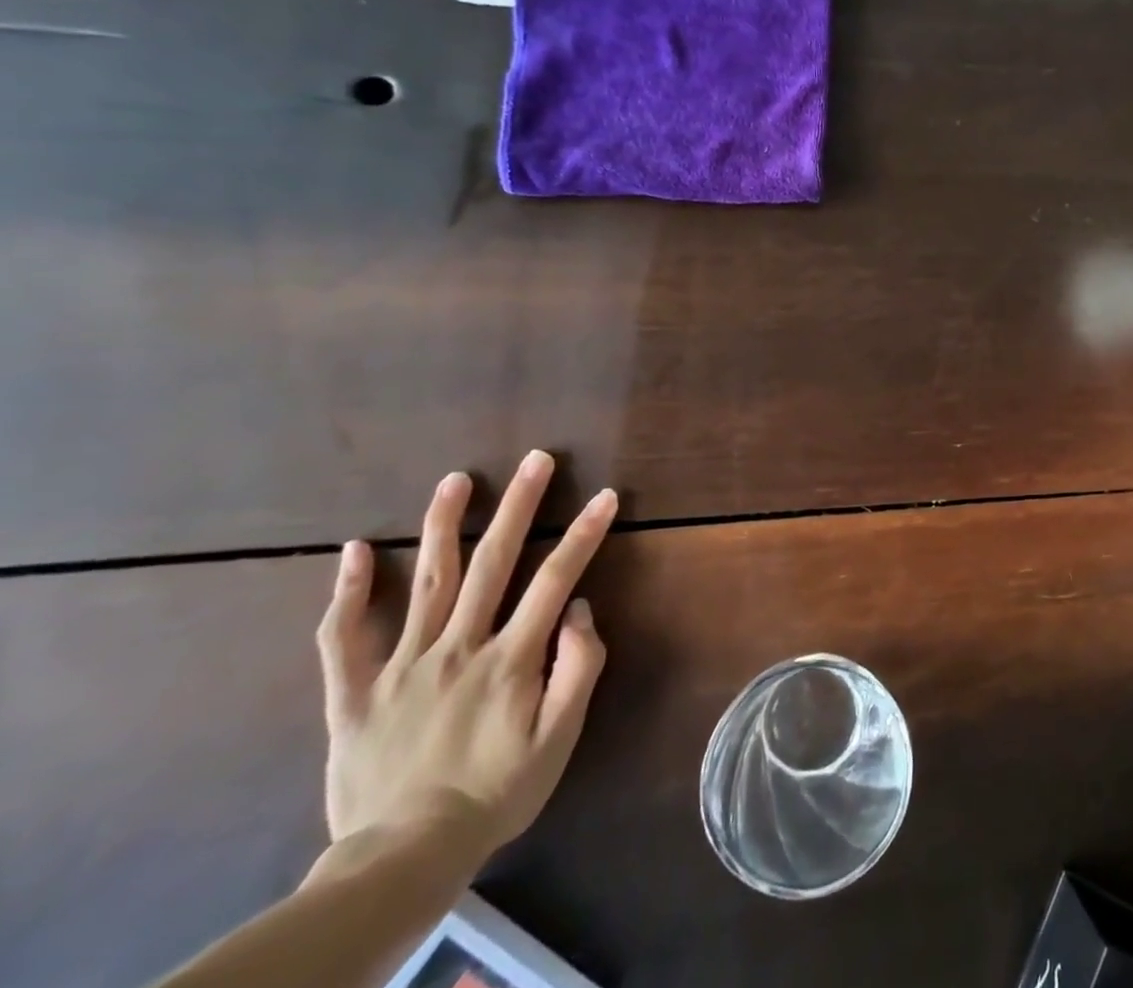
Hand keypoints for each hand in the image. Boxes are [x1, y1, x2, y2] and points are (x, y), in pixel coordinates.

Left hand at [315, 450, 617, 859]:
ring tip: (456, 479)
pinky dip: (347, 592)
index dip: (584, 534)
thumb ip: (578, 668)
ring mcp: (402, 665)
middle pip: (493, 562)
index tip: (605, 495)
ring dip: (443, 524)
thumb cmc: (496, 793)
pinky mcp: (354, 692)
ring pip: (426, 581)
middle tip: (535, 459)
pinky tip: (354, 549)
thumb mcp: (559, 740)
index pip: (555, 579)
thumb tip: (579, 607)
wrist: (404, 857)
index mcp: (510, 659)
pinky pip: (342, 638)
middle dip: (519, 505)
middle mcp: (459, 647)